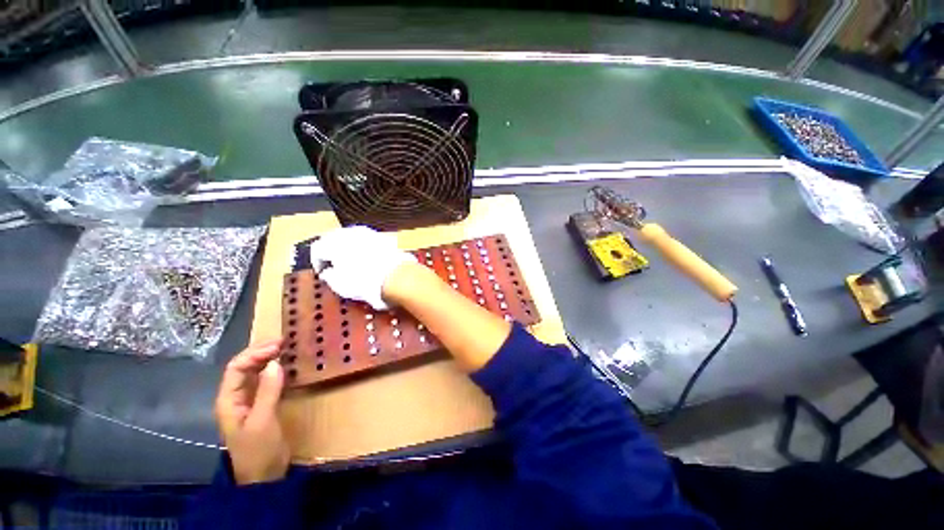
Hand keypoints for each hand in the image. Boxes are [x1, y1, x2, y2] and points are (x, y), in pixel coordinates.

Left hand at [215, 339, 289, 484]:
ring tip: (286, 348)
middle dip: (261, 351)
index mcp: (229, 400)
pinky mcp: (261, 404)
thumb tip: (275, 363)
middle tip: (284, 341)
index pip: (236, 367)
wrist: (263, 476)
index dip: (255, 353)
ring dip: (268, 358)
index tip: (278, 345)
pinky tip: (286, 365)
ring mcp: (248, 400)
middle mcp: (236, 396)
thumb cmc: (258, 450)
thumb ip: (267, 392)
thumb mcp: (262, 421)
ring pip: (254, 372)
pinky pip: (265, 381)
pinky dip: (275, 370)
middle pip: (244, 367)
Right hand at [309, 225, 416, 309]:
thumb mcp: (340, 285)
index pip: (317, 248)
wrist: (397, 277)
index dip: (317, 262)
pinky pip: (369, 239)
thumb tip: (328, 272)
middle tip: (335, 265)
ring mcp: (368, 233)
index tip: (323, 272)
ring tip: (353, 261)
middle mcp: (350, 233)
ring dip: (349, 246)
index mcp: (333, 243)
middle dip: (332, 250)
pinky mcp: (384, 237)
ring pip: (352, 236)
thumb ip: (330, 276)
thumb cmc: (366, 282)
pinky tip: (369, 257)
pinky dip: (365, 246)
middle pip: (334, 238)